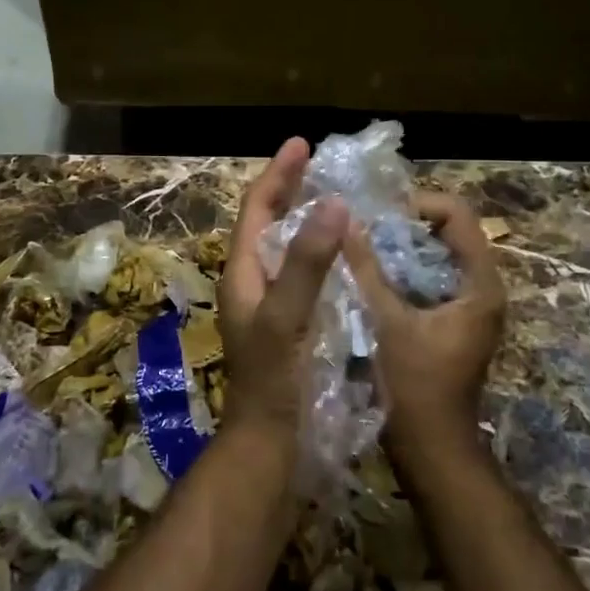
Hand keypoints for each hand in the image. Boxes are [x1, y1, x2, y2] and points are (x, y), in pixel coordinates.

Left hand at [218, 137, 347, 437]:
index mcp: (243, 273)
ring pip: (287, 246)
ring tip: (338, 197)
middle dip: (291, 189)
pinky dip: (321, 251)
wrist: (269, 446)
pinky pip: (304, 271)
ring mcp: (270, 304)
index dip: (278, 174)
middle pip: (269, 222)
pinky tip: (346, 254)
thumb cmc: (273, 382)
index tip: (302, 144)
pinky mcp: (290, 323)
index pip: (257, 208)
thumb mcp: (287, 318)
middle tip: (322, 165)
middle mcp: (253, 282)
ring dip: (307, 218)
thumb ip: (306, 262)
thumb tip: (333, 203)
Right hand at [343, 193, 504, 455]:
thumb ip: (366, 269)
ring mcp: (469, 307)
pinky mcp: (453, 322)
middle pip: (448, 232)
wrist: (432, 452)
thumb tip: (345, 221)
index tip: (378, 214)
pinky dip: (403, 271)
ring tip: (361, 248)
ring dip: (401, 248)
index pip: (458, 214)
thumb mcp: (386, 323)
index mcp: (480, 284)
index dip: (418, 203)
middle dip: (405, 225)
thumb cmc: (414, 387)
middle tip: (363, 228)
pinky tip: (369, 277)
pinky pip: (430, 279)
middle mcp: (483, 289)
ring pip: (436, 257)